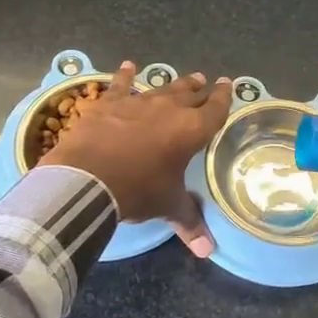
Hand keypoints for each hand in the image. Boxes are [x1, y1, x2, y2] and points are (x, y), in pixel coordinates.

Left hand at [46, 62, 232, 256]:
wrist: (89, 177)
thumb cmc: (138, 190)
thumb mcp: (167, 205)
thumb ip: (189, 222)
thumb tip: (207, 251)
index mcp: (191, 130)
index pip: (215, 109)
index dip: (224, 98)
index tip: (228, 85)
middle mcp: (169, 109)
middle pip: (190, 94)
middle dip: (201, 89)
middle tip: (206, 81)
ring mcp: (138, 102)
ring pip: (162, 88)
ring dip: (175, 83)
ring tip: (186, 77)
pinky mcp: (109, 103)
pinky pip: (121, 85)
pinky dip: (125, 75)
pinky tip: (127, 66)